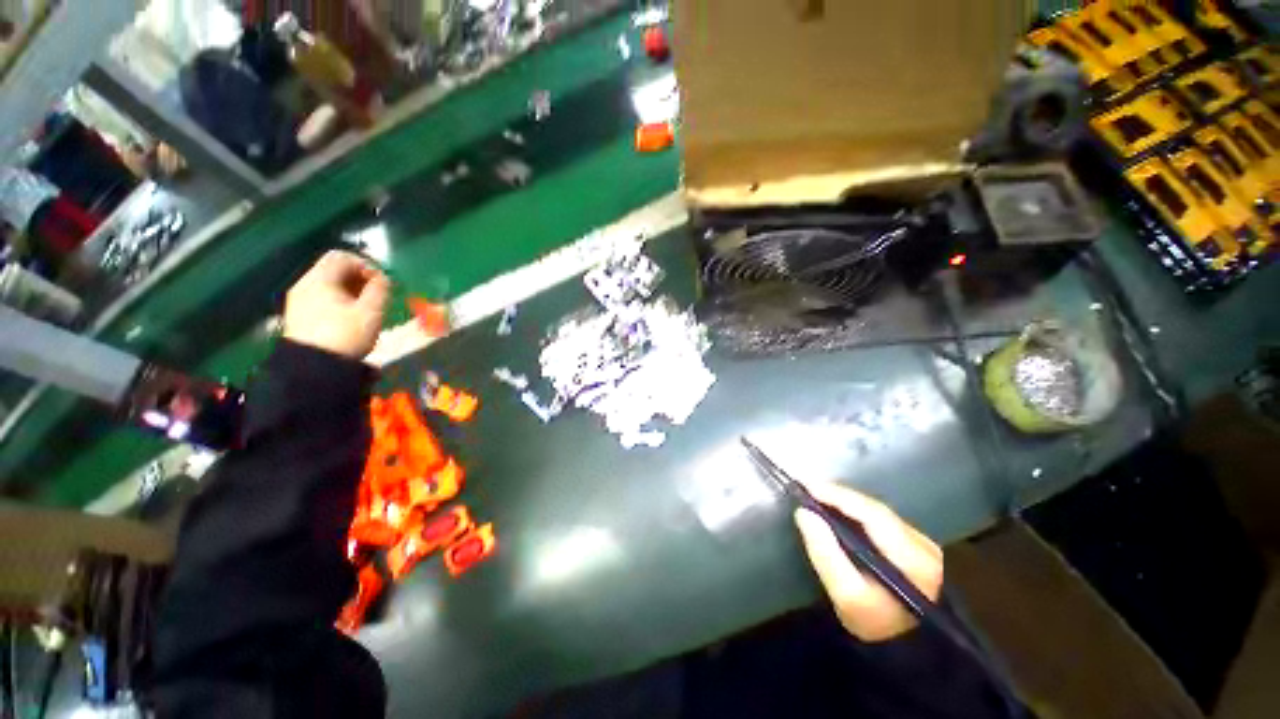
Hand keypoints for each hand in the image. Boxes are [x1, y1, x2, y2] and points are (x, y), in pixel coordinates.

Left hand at [283, 251, 389, 359]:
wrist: (314, 368)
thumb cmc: (346, 335)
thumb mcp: (371, 311)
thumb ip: (380, 289)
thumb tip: (383, 278)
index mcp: (320, 279)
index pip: (343, 256)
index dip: (366, 264)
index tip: (382, 282)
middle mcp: (305, 284)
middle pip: (334, 269)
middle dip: (360, 278)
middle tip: (378, 295)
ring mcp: (299, 300)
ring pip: (328, 284)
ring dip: (351, 290)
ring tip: (367, 308)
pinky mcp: (299, 315)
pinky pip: (322, 297)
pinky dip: (339, 300)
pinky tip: (351, 317)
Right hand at [794, 482, 943, 641]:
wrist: (910, 653)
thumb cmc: (876, 626)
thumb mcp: (846, 595)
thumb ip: (825, 553)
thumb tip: (804, 513)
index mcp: (912, 558)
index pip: (872, 514)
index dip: (839, 496)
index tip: (807, 487)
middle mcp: (924, 545)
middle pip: (877, 510)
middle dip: (841, 497)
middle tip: (809, 490)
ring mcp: (925, 546)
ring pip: (880, 513)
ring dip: (849, 503)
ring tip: (820, 497)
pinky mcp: (919, 549)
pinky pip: (883, 521)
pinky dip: (859, 513)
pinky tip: (841, 512)